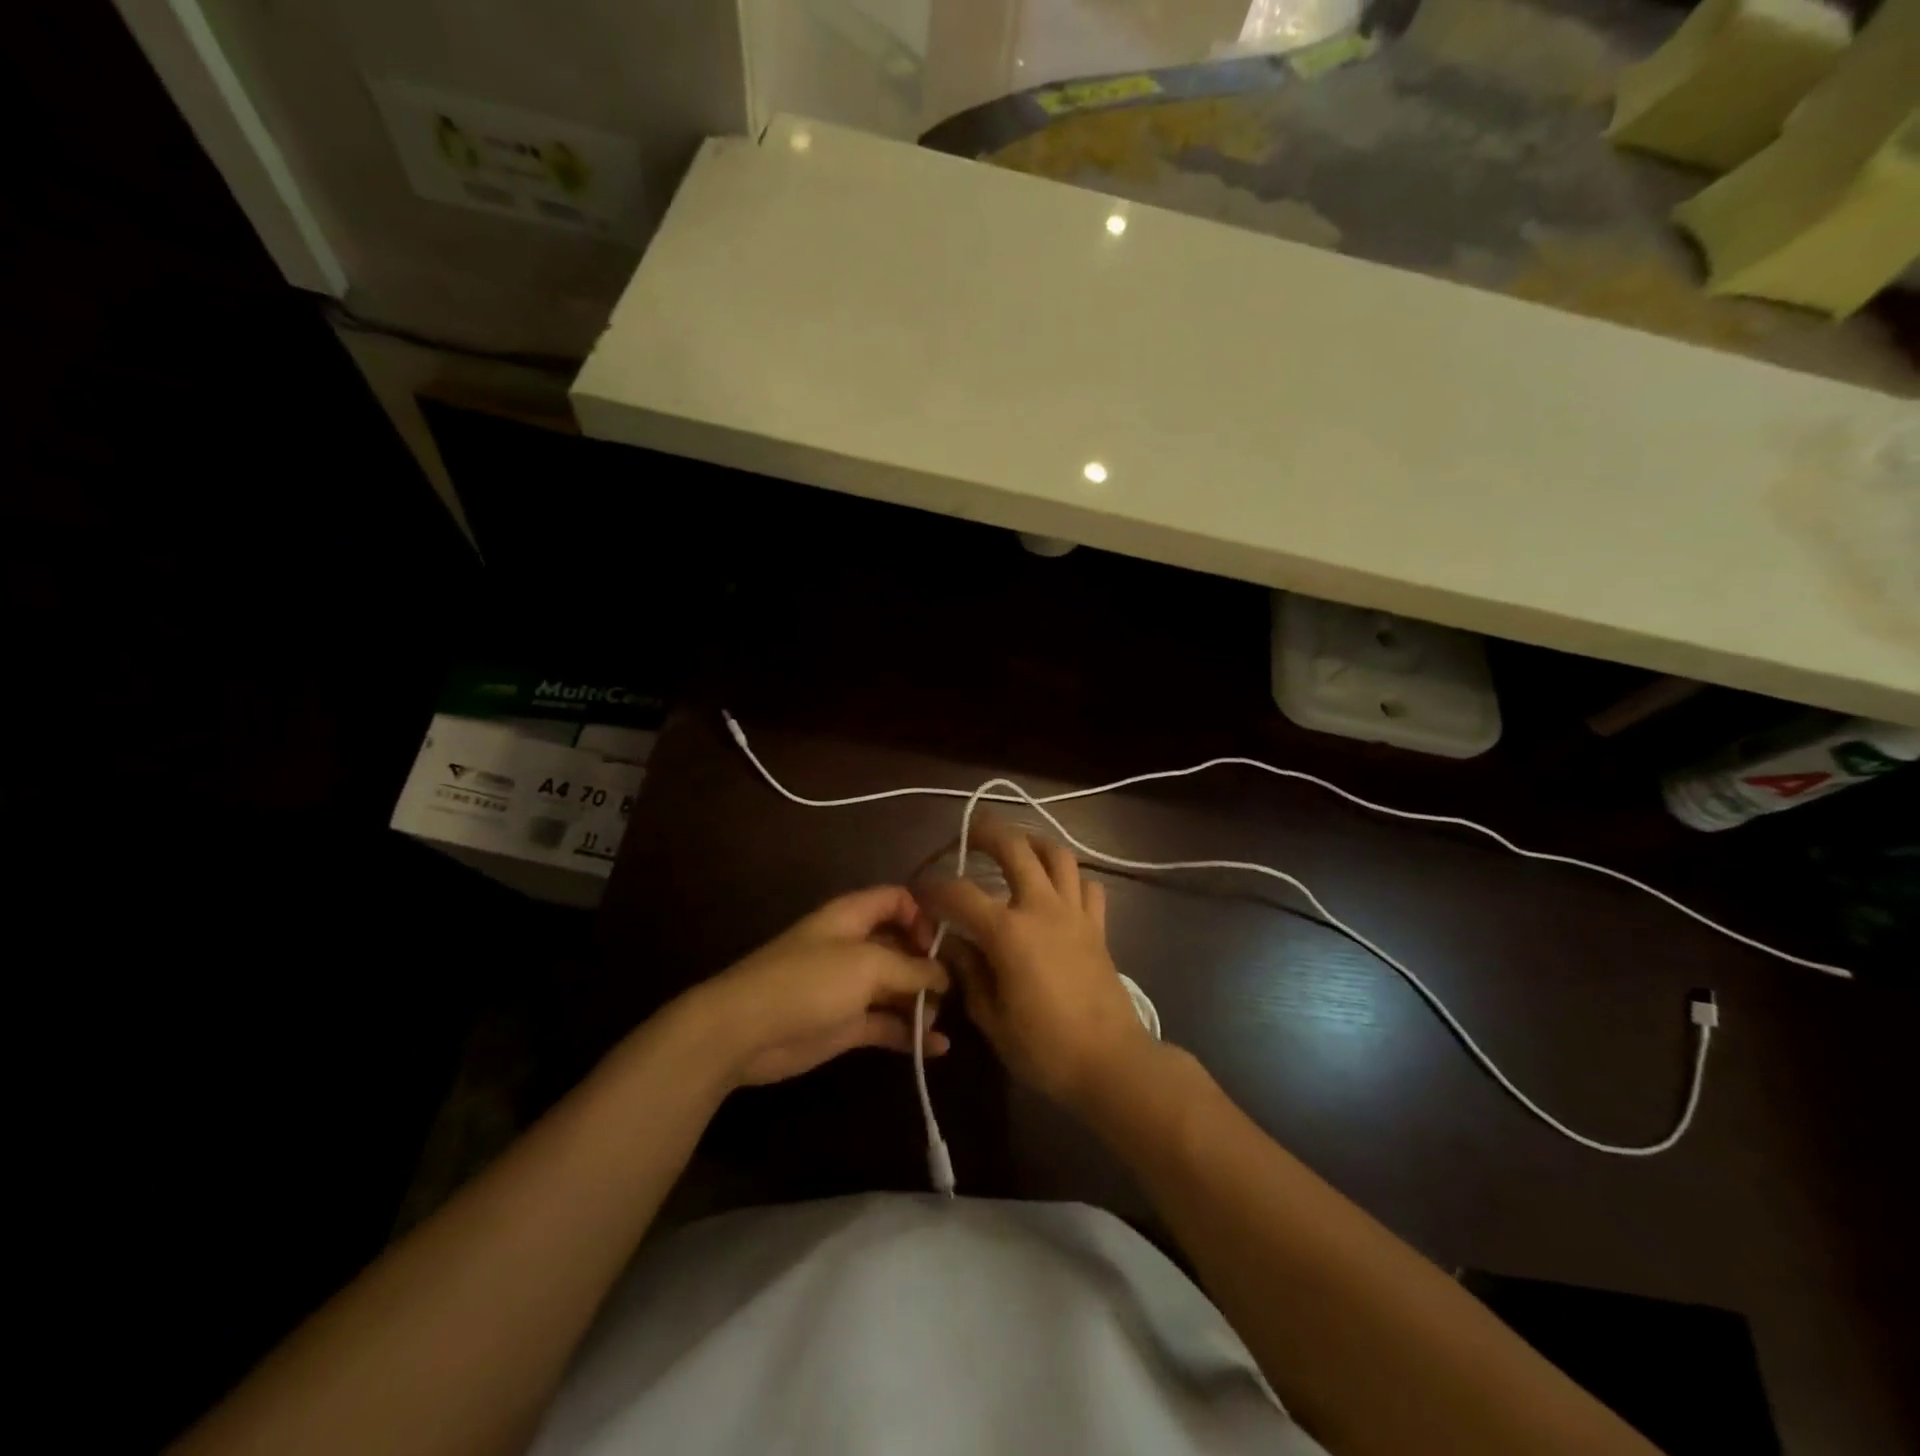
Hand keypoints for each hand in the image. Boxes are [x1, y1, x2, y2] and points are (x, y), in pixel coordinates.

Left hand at [679, 886, 951, 1088]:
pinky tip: (937, 1048)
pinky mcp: (846, 1024)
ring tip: (942, 1019)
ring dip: (921, 1002)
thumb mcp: (867, 965)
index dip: (923, 915)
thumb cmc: (808, 982)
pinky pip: (886, 1024)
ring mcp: (850, 987)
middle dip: (929, 963)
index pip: (896, 900)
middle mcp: (854, 946)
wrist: (744, 1031)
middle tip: (957, 986)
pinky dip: (909, 1033)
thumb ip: (910, 968)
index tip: (944, 943)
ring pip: (896, 987)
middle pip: (902, 945)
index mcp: (853, 917)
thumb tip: (943, 975)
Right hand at [918, 812, 1155, 1109]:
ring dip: (1034, 842)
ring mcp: (1074, 913)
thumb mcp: (991, 1018)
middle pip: (1015, 849)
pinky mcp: (1097, 926)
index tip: (919, 891)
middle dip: (988, 832)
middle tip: (970, 832)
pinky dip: (1070, 877)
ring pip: (1058, 855)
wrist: (1110, 1063)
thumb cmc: (1044, 1048)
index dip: (934, 888)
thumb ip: (969, 974)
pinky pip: (1087, 885)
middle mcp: (1042, 909)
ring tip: (1017, 846)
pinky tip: (1057, 887)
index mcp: (1008, 932)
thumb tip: (951, 945)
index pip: (960, 894)